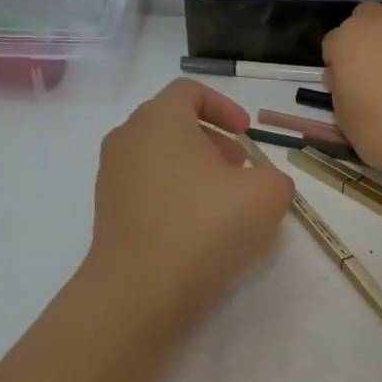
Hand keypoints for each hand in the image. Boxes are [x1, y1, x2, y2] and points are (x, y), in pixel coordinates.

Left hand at [84, 78, 293, 329]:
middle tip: (239, 170)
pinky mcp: (106, 211)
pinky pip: (146, 187)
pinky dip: (173, 194)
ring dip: (194, 169)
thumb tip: (263, 183)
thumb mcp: (265, 196)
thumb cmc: (203, 227)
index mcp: (159, 119)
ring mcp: (111, 175)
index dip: (224, 107)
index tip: (246, 135)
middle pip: (173, 123)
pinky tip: (196, 229)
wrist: (139, 291)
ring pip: (158, 157)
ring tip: (222, 202)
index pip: (189, 91)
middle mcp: (127, 138)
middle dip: (212, 141)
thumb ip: (274, 177)